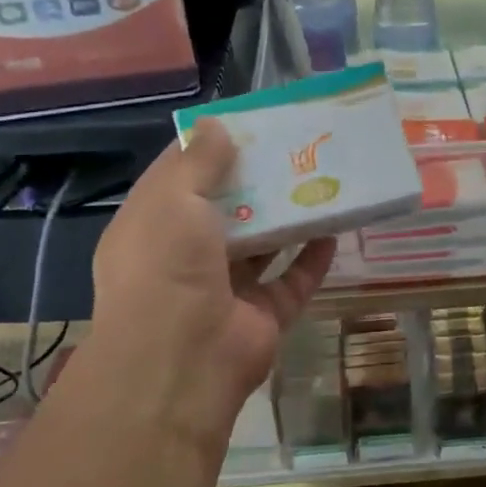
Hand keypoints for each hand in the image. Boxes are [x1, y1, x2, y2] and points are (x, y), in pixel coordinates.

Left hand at [88, 119, 333, 447]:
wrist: (182, 363)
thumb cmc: (167, 268)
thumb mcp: (174, 200)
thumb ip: (197, 162)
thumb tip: (216, 125)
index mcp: (152, 227)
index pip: (179, 177)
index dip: (209, 149)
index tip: (246, 123)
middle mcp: (185, 256)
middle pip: (226, 210)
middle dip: (256, 180)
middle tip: (294, 147)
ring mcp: (226, 289)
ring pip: (262, 245)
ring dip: (287, 217)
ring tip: (320, 179)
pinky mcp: (261, 316)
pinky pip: (292, 281)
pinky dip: (311, 258)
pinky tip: (333, 229)